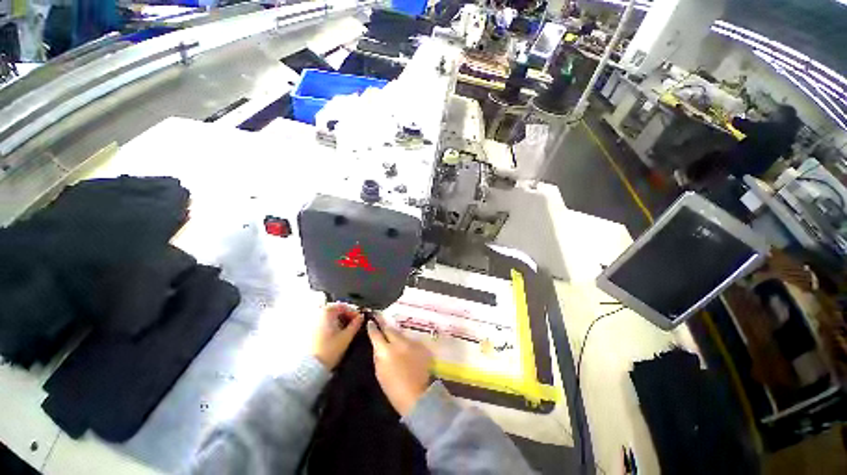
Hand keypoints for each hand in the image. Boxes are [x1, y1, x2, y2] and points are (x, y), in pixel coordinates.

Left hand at [312, 303, 363, 369]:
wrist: (309, 368)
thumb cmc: (328, 351)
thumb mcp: (346, 337)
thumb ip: (356, 324)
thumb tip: (361, 317)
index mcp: (327, 312)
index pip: (344, 306)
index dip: (354, 312)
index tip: (359, 319)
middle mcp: (317, 313)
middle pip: (336, 310)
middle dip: (346, 316)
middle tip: (354, 324)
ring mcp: (311, 322)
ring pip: (329, 317)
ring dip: (339, 321)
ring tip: (346, 330)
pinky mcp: (308, 330)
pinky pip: (322, 323)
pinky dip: (330, 325)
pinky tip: (335, 334)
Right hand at [366, 315, 433, 416]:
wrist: (417, 395)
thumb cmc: (394, 388)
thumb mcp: (380, 372)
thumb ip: (379, 355)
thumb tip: (378, 344)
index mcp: (385, 351)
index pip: (376, 334)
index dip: (372, 327)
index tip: (370, 321)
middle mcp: (399, 343)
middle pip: (390, 329)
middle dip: (384, 325)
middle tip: (380, 318)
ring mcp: (411, 343)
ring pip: (401, 334)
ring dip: (396, 335)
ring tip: (393, 334)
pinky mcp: (421, 346)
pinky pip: (410, 340)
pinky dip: (406, 343)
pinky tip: (406, 347)